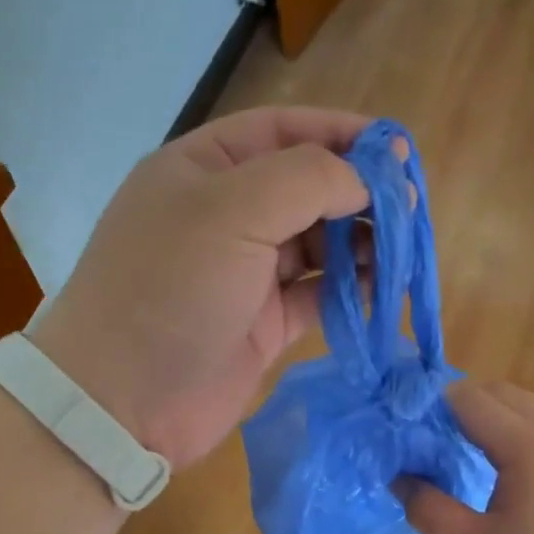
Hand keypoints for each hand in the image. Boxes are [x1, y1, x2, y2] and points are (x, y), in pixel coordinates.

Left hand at [28, 107, 371, 469]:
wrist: (123, 401)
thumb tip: (365, 181)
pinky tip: (379, 289)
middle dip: (358, 194)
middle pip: (306, 190)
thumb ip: (306, 180)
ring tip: (402, 252)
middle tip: (410, 210)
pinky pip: (316, 296)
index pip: (282, 132)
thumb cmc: (170, 291)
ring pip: (316, 245)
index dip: (341, 134)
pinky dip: (348, 291)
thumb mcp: (231, 212)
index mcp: (204, 170)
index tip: (397, 149)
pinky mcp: (262, 326)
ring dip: (359, 244)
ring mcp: (244, 275)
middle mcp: (225, 216)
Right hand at [402, 382, 533, 533]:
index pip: (467, 398)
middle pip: (497, 392)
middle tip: (425, 440)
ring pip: (524, 406)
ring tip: (458, 451)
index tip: (402, 428)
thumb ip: (432, 512)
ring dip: (487, 415)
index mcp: (525, 444)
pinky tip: (501, 469)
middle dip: (456, 404)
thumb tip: (399, 480)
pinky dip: (512, 428)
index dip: (429, 405)